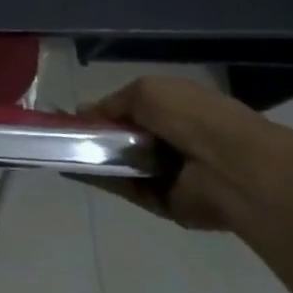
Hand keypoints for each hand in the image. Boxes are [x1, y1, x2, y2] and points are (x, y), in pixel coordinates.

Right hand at [78, 75, 292, 231]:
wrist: (231, 167)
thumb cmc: (192, 117)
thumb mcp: (147, 90)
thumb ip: (115, 102)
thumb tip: (86, 112)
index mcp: (178, 108)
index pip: (136, 110)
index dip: (106, 111)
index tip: (76, 115)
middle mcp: (175, 140)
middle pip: (127, 139)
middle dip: (97, 136)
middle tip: (64, 135)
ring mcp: (171, 173)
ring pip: (123, 165)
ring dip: (95, 158)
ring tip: (61, 152)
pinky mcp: (165, 201)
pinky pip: (127, 189)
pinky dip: (102, 180)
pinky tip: (74, 169)